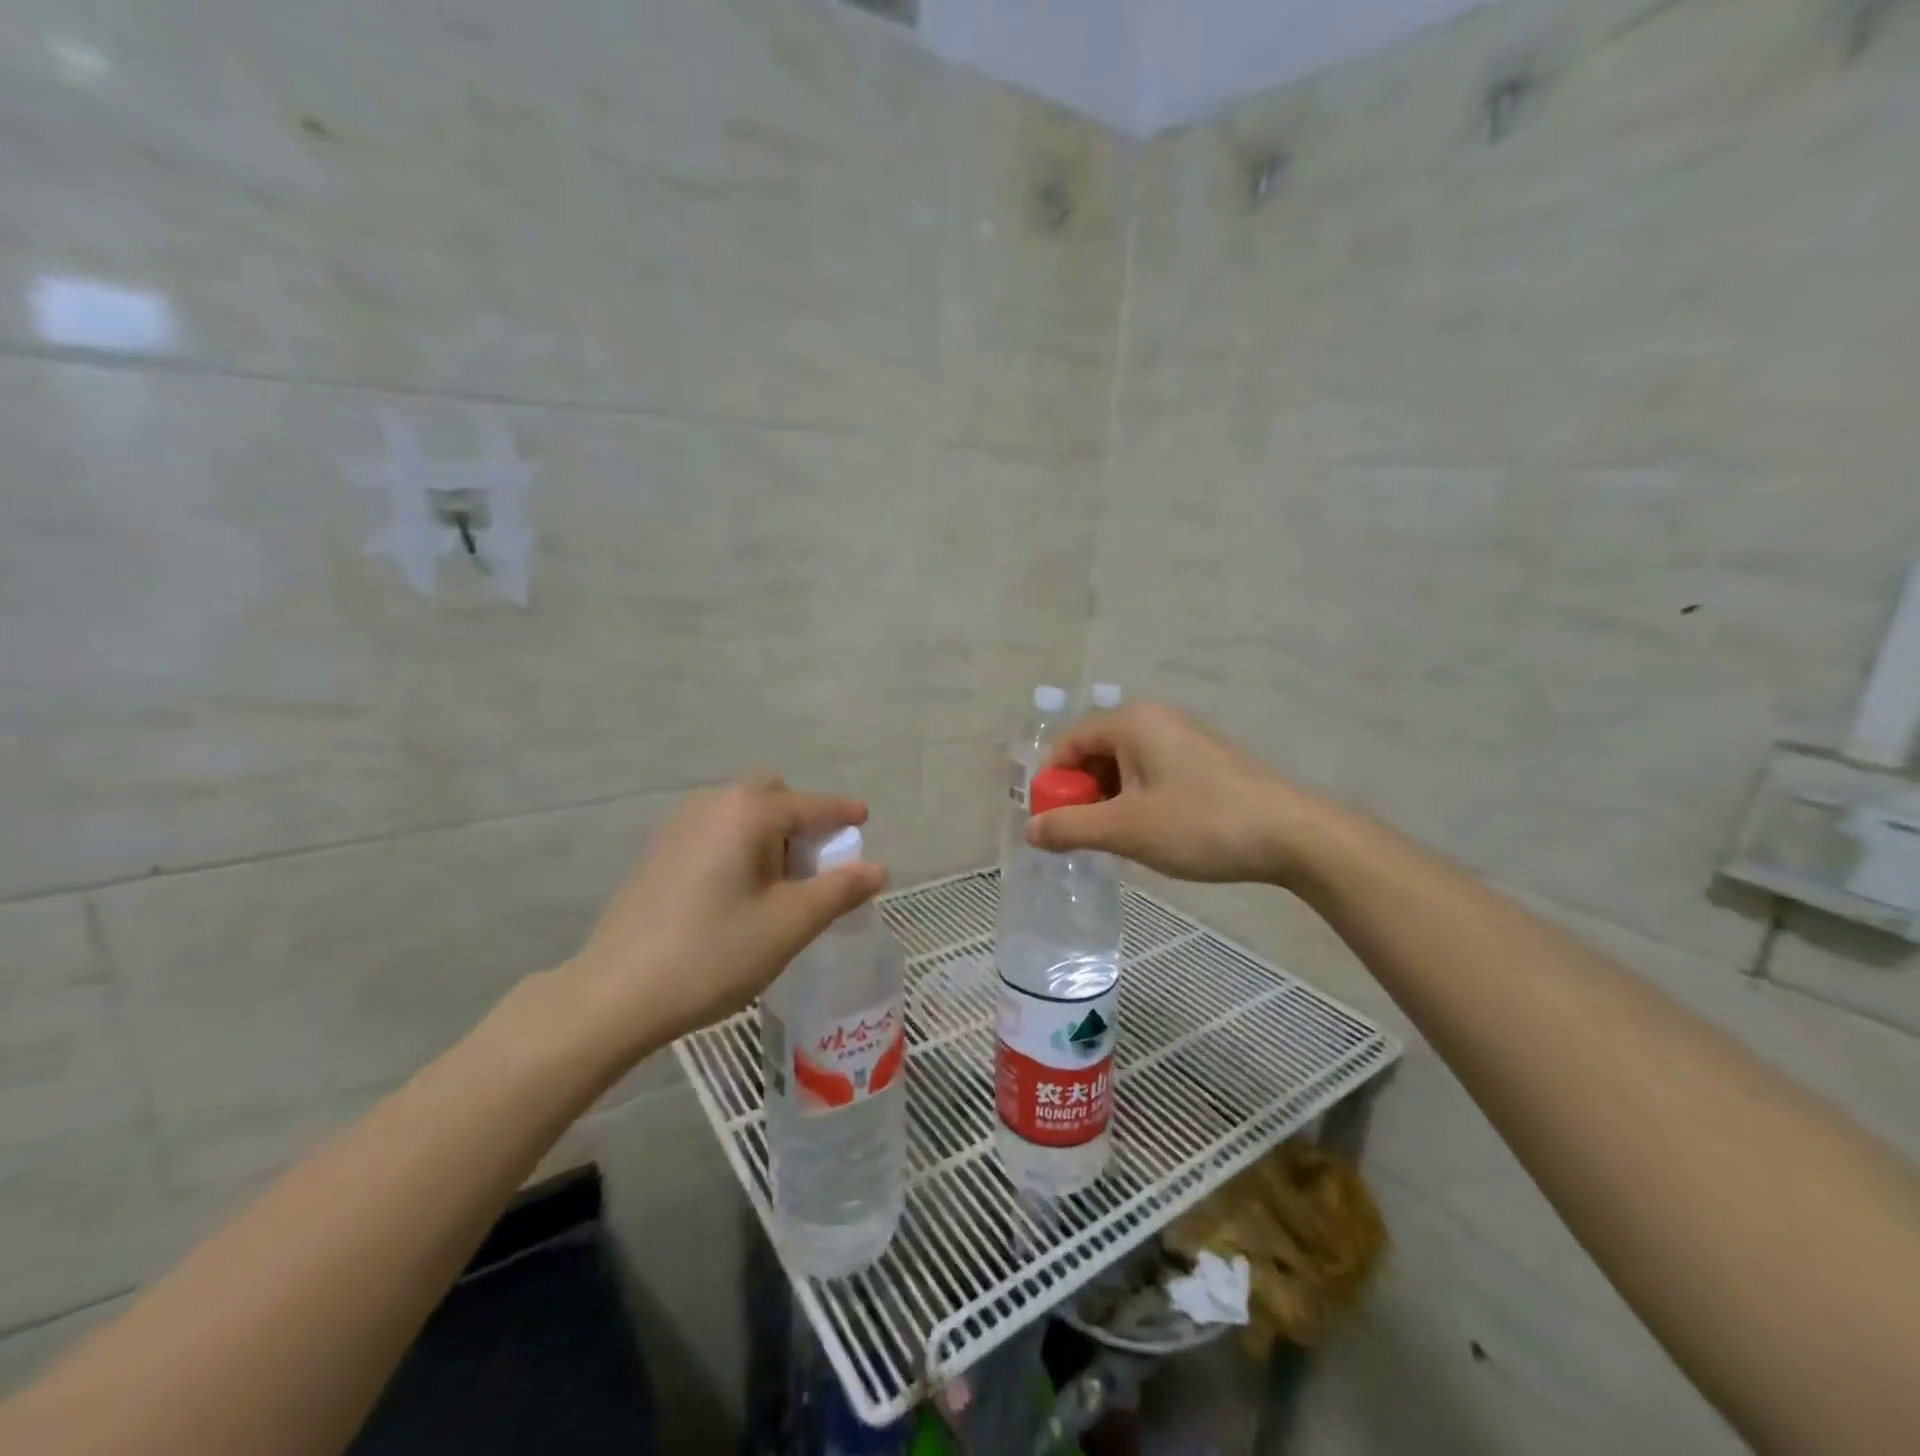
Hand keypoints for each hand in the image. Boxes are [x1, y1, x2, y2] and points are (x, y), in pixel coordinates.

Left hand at [553, 775, 886, 1060]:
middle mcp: (713, 803)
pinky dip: (741, 845)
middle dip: (802, 821)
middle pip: (772, 795)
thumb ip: (839, 891)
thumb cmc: (713, 954)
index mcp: (748, 812)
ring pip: (742, 813)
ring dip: (771, 834)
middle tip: (814, 866)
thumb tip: (878, 869)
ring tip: (779, 886)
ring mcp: (680, 825)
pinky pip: (717, 830)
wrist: (615, 994)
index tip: (864, 821)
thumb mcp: (789, 925)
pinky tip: (739, 891)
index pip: (811, 806)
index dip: (843, 813)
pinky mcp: (660, 851)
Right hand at [1027, 703, 1335, 885]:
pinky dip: (1139, 801)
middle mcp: (1156, 720)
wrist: (1293, 835)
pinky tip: (1152, 834)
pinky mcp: (1206, 761)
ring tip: (1118, 842)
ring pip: (1125, 767)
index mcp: (1131, 722)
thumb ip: (1070, 827)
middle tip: (1085, 837)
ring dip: (1110, 802)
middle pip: (1095, 753)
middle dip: (1082, 795)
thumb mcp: (1125, 829)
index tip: (1051, 824)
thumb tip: (1030, 830)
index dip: (1051, 784)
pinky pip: (1153, 774)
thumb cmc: (1199, 824)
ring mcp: (1185, 738)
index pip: (1068, 743)